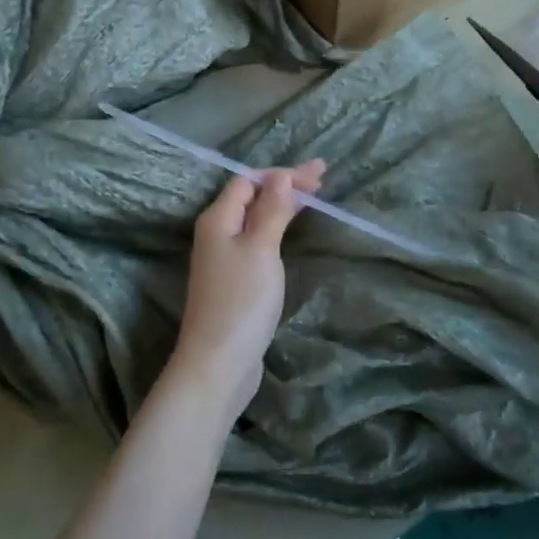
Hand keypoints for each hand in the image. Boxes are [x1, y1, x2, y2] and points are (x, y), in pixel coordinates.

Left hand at [167, 161, 324, 419]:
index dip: (282, 174)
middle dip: (285, 186)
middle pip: (251, 198)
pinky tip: (290, 232)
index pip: (248, 181)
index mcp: (218, 219)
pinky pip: (256, 241)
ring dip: (281, 206)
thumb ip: (271, 210)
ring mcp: (223, 259)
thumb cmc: (241, 301)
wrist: (218, 363)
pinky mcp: (234, 281)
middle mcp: (216, 233)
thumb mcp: (261, 248)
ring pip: (254, 220)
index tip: (318, 175)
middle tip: (322, 180)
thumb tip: (280, 176)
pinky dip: (276, 229)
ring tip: (312, 199)